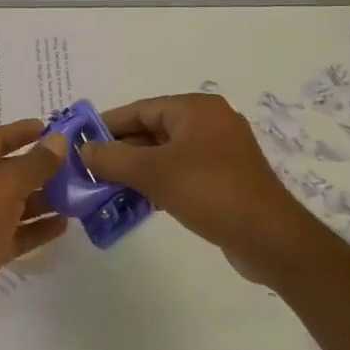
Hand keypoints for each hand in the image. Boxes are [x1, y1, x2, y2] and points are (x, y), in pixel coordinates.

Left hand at [0, 119, 69, 336]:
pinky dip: (37, 227)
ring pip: (16, 202)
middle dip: (42, 167)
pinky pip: (17, 231)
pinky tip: (64, 226)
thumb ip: (35, 163)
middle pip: (10, 170)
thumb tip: (59, 140)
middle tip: (77, 165)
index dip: (24, 131)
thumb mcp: (5, 186)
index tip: (54, 129)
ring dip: (44, 198)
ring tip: (78, 195)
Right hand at [80, 93, 315, 284]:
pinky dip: (158, 182)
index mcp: (196, 109)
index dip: (107, 125)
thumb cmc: (210, 192)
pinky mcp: (224, 179)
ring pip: (165, 154)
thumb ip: (113, 158)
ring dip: (136, 169)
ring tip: (105, 187)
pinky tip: (135, 201)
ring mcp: (219, 152)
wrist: (270, 239)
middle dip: (121, 150)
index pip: (141, 109)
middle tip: (89, 168)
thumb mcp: (153, 172)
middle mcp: (209, 122)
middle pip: (152, 131)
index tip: (80, 141)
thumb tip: (84, 149)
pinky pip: (181, 172)